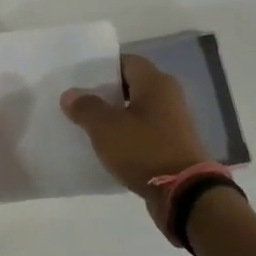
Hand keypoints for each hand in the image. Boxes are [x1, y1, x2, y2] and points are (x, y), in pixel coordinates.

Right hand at [61, 55, 211, 225]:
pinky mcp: (173, 145)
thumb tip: (70, 94)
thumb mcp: (106, 128)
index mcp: (156, 83)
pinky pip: (144, 132)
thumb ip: (86, 107)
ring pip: (137, 110)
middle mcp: (169, 96)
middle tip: (79, 103)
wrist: (184, 194)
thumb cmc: (145, 150)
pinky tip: (108, 147)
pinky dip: (127, 136)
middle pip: (132, 86)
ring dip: (115, 116)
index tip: (80, 80)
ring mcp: (173, 122)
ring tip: (88, 126)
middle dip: (105, 94)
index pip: (127, 61)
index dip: (102, 67)